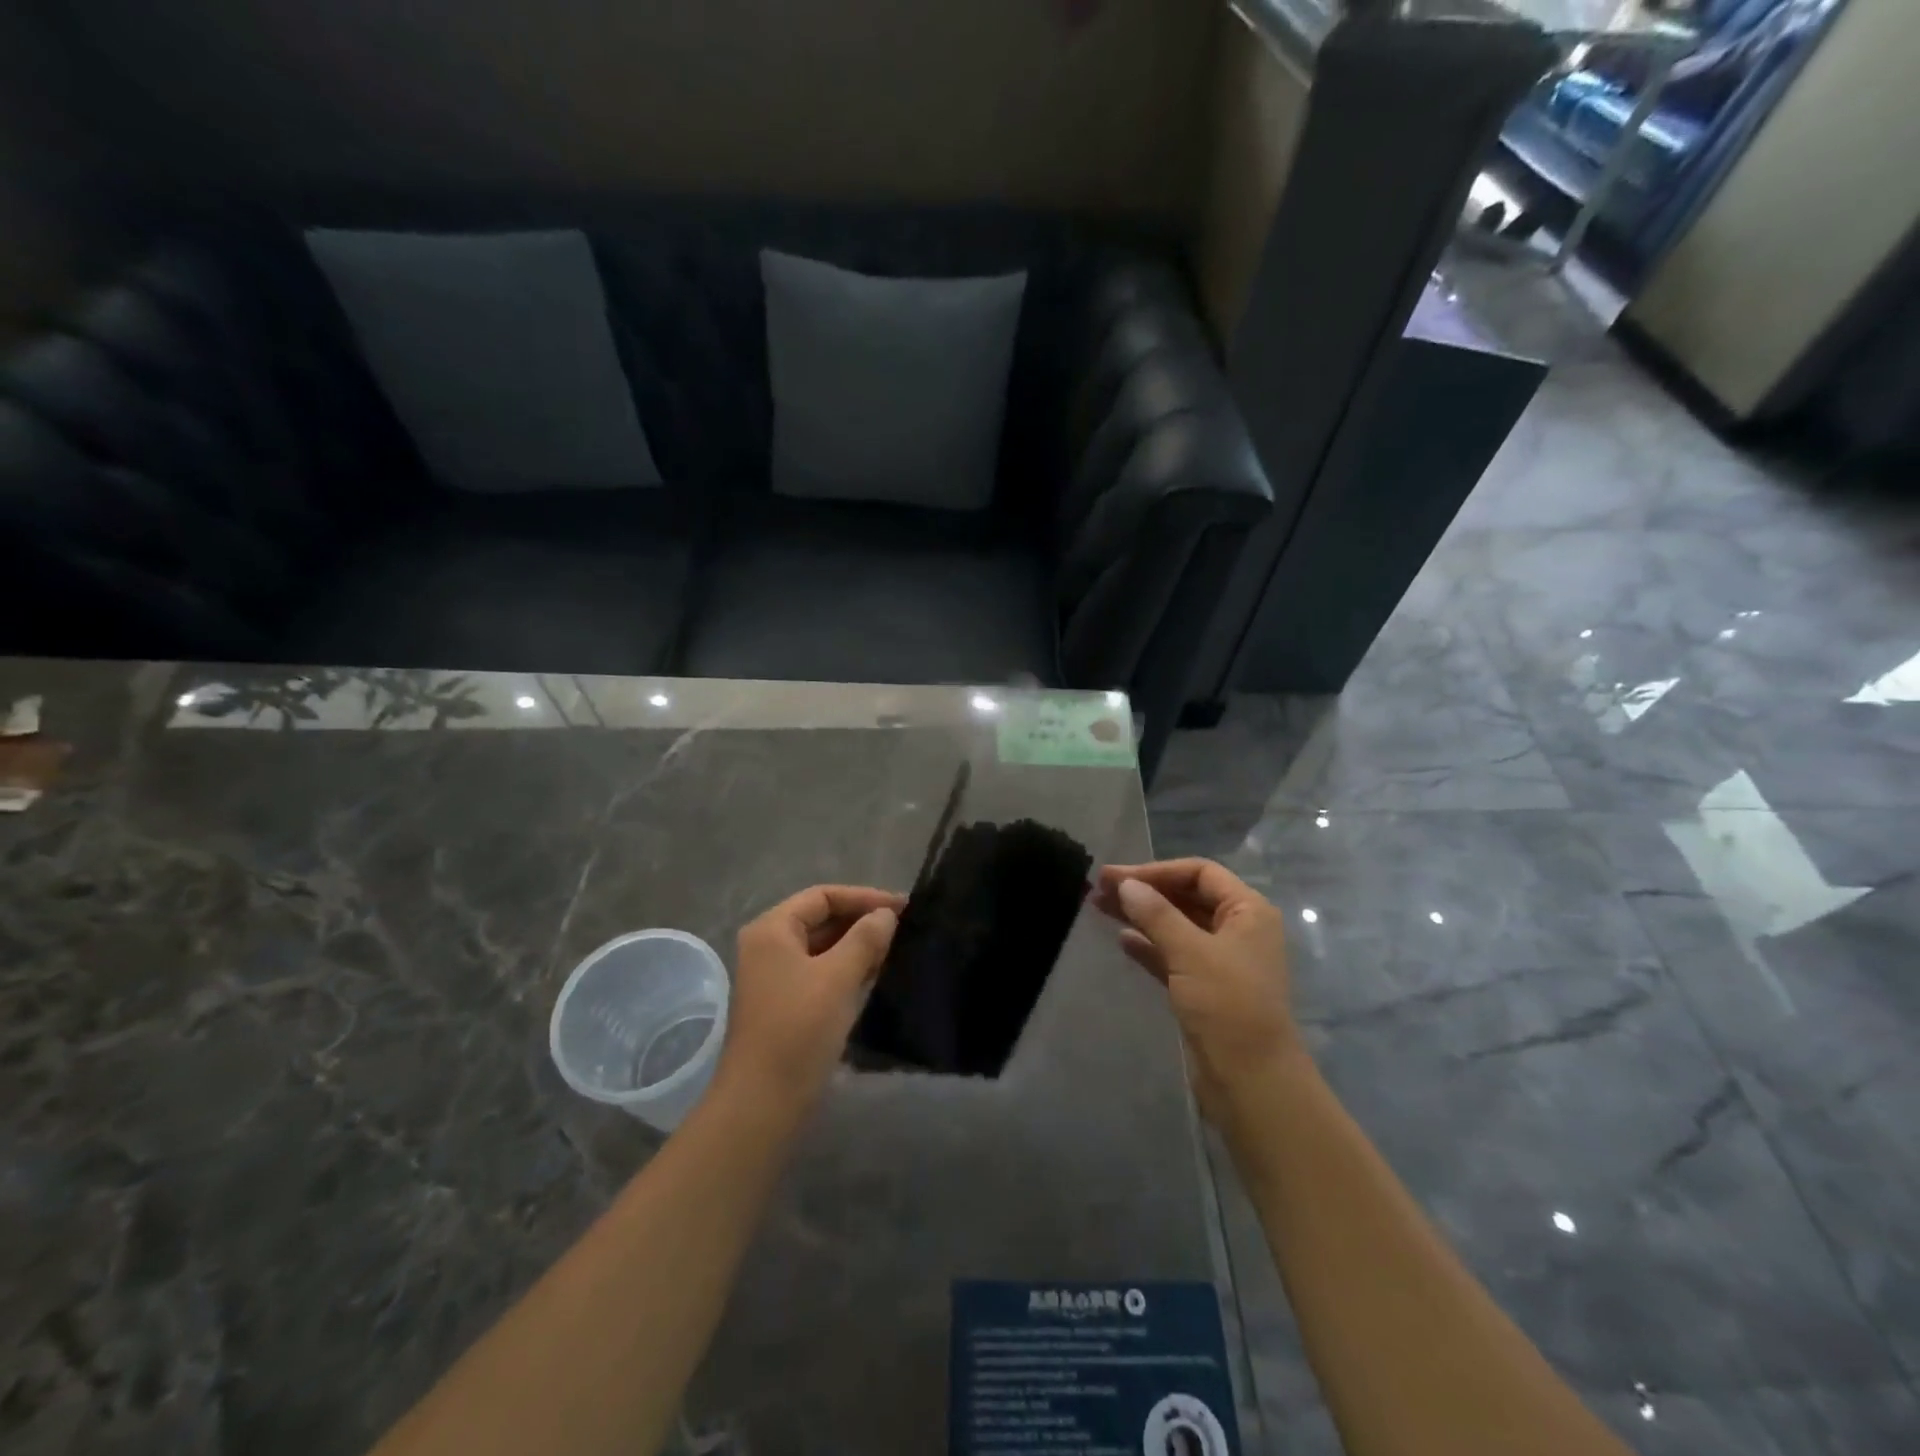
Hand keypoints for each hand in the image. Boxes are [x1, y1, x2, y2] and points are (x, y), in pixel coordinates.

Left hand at [715, 885, 902, 1116]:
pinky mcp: (787, 1005)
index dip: (864, 897)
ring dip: (858, 946)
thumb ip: (865, 938)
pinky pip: (822, 973)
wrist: (763, 1103)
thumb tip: (886, 915)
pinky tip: (877, 976)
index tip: (903, 908)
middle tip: (906, 928)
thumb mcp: (838, 978)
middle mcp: (769, 947)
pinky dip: (848, 969)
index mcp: (772, 930)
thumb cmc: (799, 1030)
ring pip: (823, 948)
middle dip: (862, 921)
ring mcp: (776, 978)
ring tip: (898, 949)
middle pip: (821, 919)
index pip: (823, 896)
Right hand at [1093, 859, 1298, 1121]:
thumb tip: (1125, 884)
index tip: (1116, 877)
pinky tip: (1121, 940)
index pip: (1200, 872)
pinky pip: (1173, 955)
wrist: (1252, 1082)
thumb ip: (1156, 914)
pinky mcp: (1205, 988)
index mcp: (1248, 911)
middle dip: (1145, 890)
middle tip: (1100, 888)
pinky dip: (1148, 945)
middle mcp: (1238, 929)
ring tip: (1100, 908)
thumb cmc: (1228, 1006)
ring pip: (1176, 926)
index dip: (1157, 870)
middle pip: (1186, 897)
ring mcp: (1221, 960)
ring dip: (1141, 915)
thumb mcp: (1190, 952)